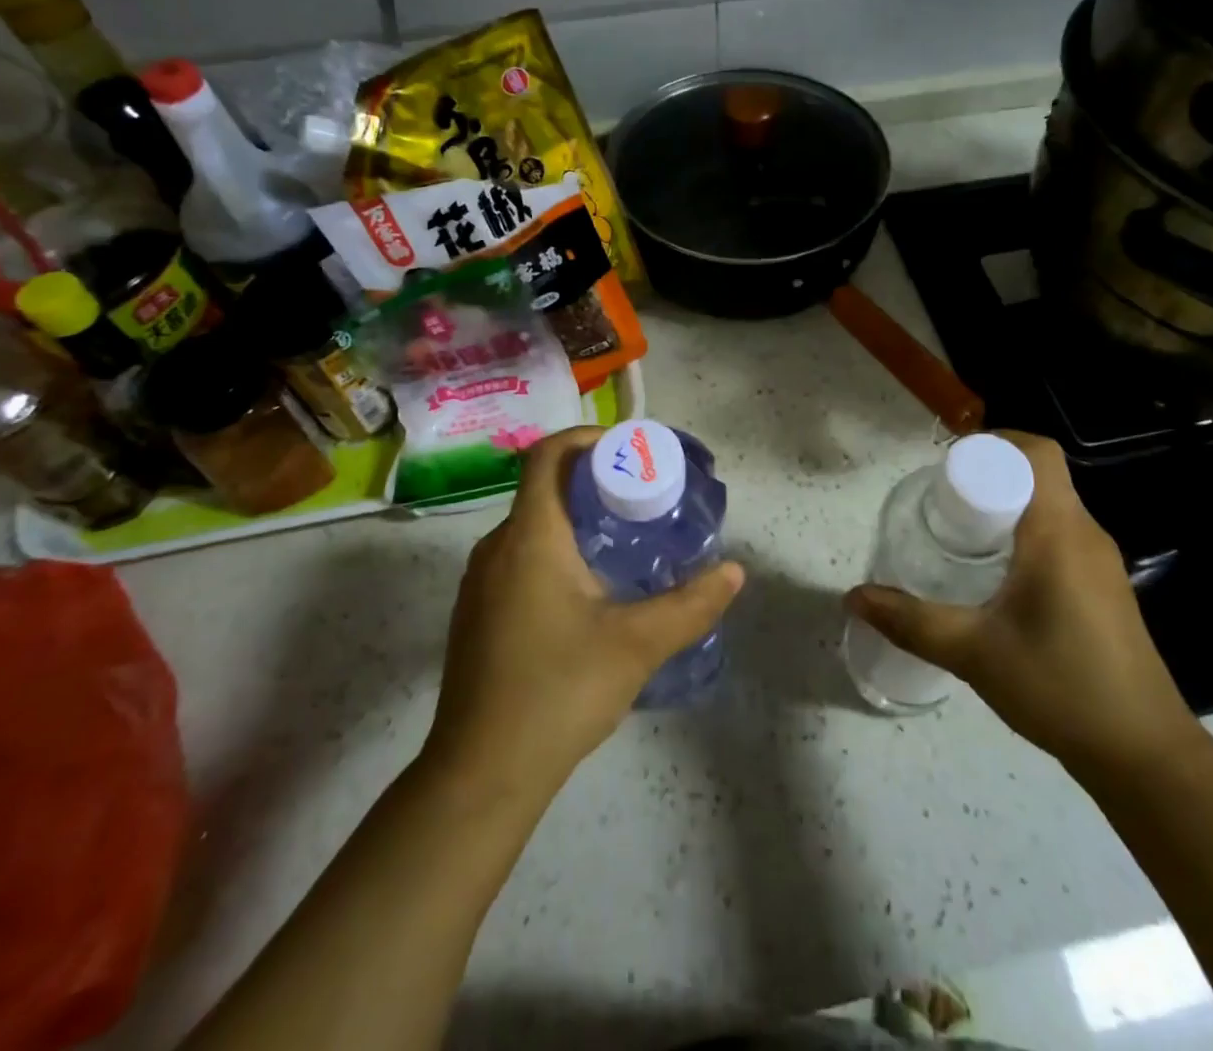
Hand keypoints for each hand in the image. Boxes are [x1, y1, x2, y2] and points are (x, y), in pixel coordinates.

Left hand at [422, 427, 744, 801]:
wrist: (481, 775)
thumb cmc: (558, 692)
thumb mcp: (637, 645)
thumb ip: (691, 604)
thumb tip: (734, 572)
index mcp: (530, 537)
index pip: (548, 455)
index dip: (587, 438)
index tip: (630, 450)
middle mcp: (497, 547)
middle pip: (543, 488)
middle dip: (593, 481)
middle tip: (643, 496)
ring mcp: (481, 583)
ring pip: (532, 526)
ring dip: (576, 519)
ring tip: (626, 540)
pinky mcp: (478, 613)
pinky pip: (520, 557)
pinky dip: (557, 550)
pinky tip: (590, 590)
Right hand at [845, 431, 1201, 780]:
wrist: (1144, 755)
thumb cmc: (1060, 688)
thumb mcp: (973, 652)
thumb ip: (910, 620)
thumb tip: (854, 596)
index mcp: (1059, 533)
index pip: (1037, 454)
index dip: (994, 442)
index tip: (948, 466)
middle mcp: (1086, 535)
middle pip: (1039, 476)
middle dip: (988, 476)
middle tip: (941, 502)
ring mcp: (1100, 563)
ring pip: (1050, 507)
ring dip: (1006, 506)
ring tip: (958, 533)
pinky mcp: (1103, 588)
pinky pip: (1060, 535)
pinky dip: (1023, 533)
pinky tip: (993, 574)